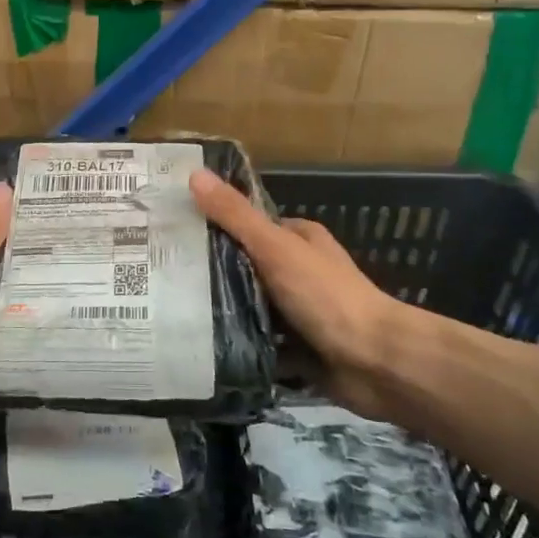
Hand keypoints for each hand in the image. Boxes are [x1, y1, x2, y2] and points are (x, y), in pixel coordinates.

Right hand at [191, 168, 407, 420]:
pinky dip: (239, 345)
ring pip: (252, 306)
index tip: (173, 233)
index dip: (215, 226)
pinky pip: (260, 343)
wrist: (375, 363)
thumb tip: (194, 174)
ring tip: (172, 310)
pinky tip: (202, 346)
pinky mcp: (298, 349)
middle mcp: (300, 270)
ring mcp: (300, 312)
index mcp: (300, 238)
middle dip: (213, 273)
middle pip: (247, 266)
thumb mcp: (276, 248)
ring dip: (223, 311)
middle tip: (163, 277)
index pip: (249, 225)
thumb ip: (235, 216)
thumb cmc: (326, 296)